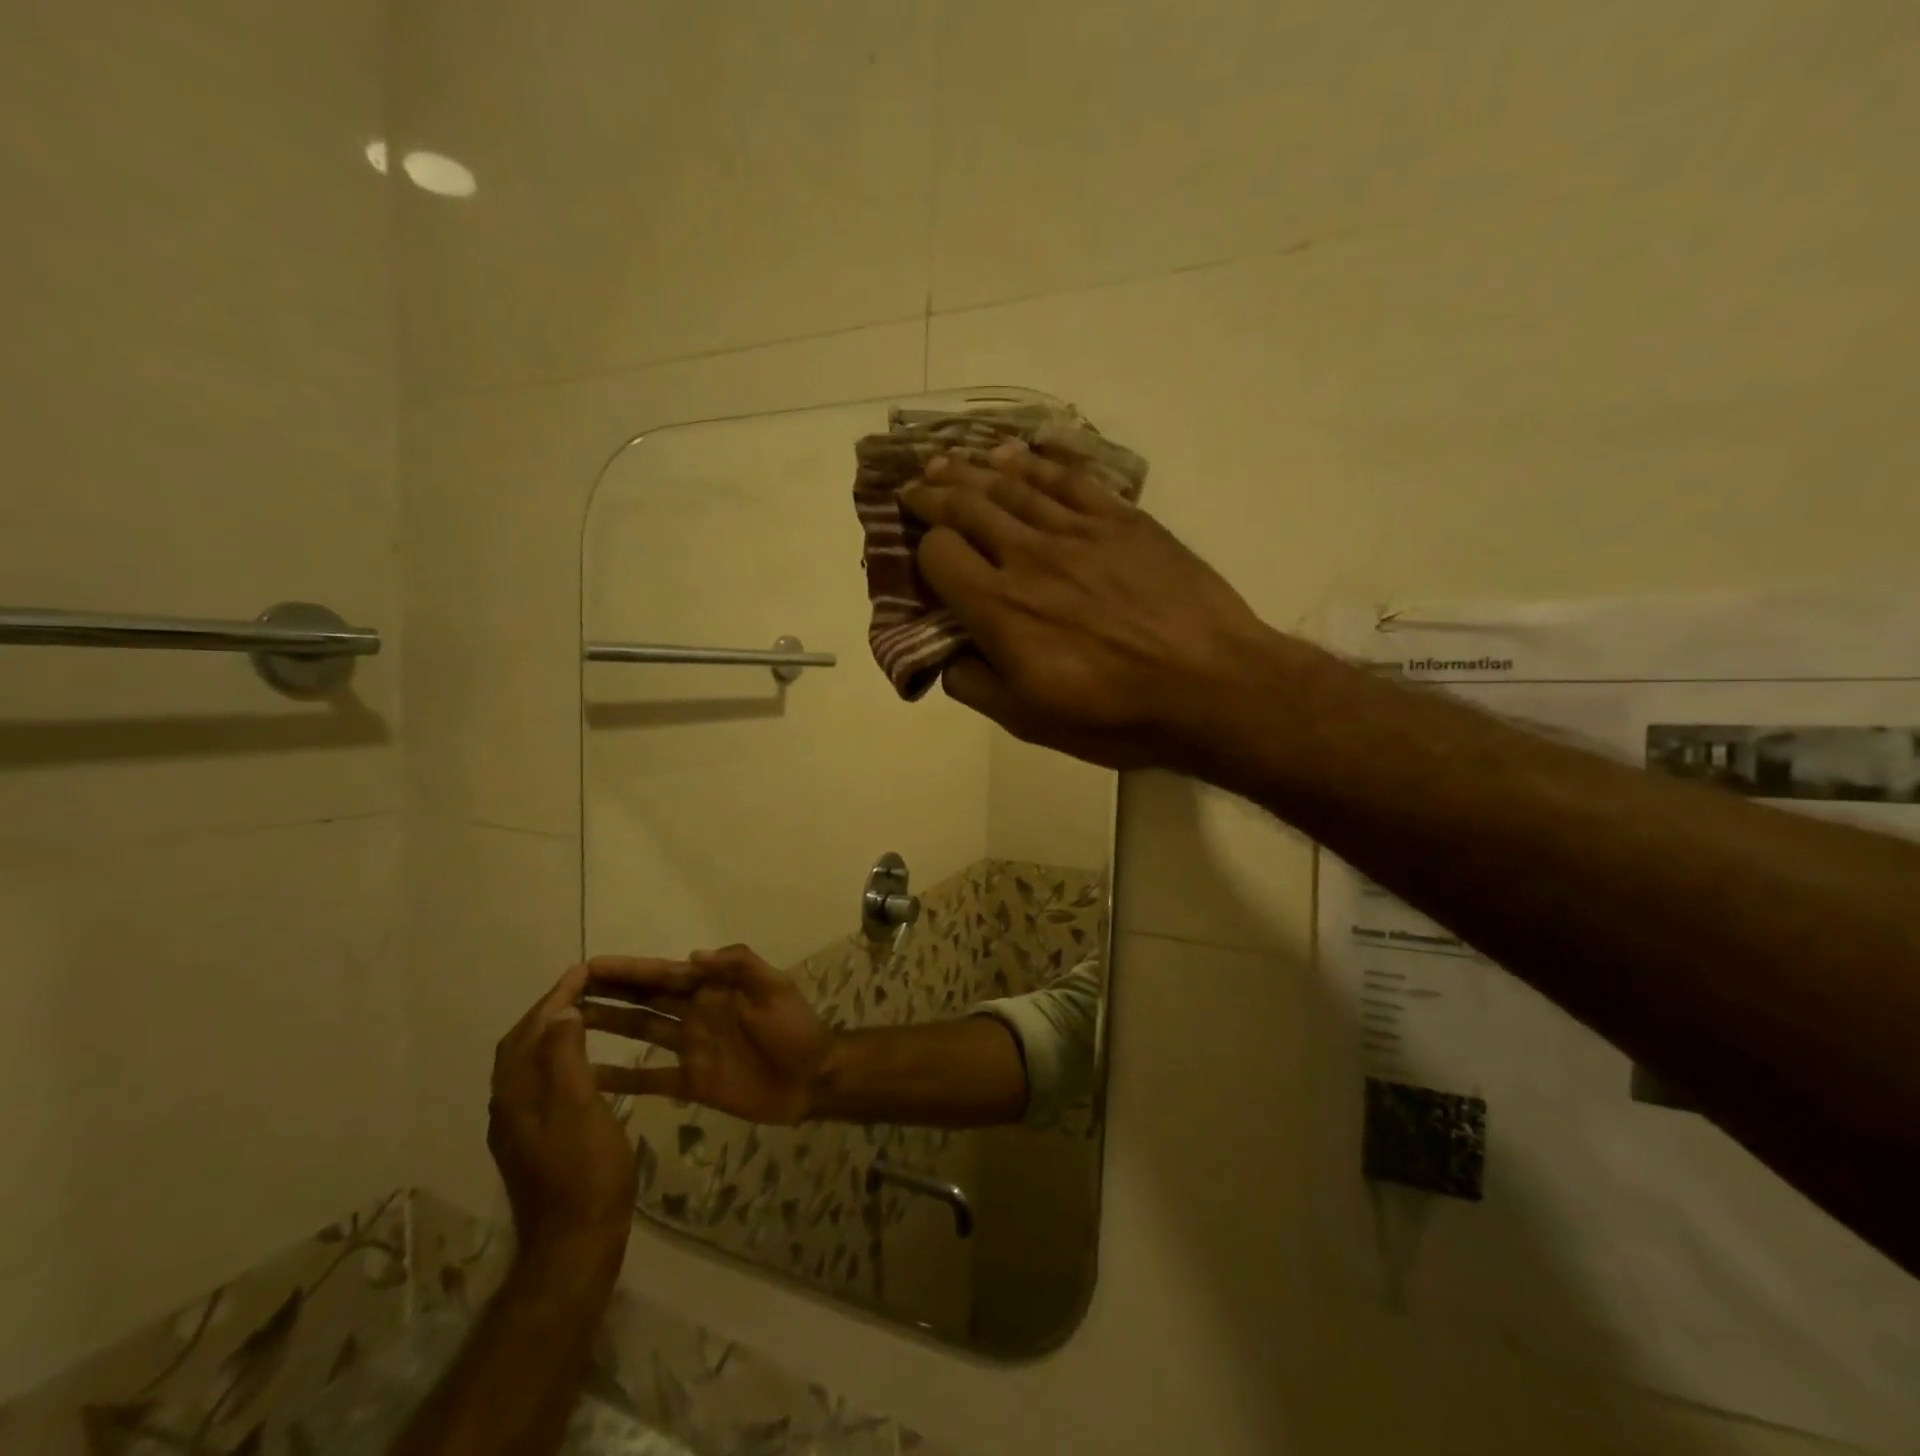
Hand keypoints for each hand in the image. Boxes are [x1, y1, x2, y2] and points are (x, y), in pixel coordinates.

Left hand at [488, 965, 639, 1261]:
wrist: (574, 1243)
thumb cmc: (585, 1171)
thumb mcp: (581, 1107)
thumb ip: (567, 1057)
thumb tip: (561, 1012)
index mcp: (516, 1094)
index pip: (530, 1030)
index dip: (556, 997)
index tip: (584, 970)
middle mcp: (508, 1105)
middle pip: (522, 1044)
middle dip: (550, 1010)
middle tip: (585, 986)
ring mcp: (519, 1126)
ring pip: (530, 1063)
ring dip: (554, 1032)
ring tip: (589, 1014)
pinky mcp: (534, 1140)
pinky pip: (542, 1082)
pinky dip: (561, 1058)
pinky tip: (588, 1063)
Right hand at [584, 946, 833, 1124]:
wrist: (811, 1078)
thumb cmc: (795, 1028)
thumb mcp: (774, 987)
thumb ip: (739, 966)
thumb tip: (692, 955)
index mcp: (713, 988)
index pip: (664, 974)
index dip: (630, 969)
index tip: (590, 965)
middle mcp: (695, 1013)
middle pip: (645, 999)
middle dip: (609, 992)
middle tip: (563, 992)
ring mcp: (690, 1048)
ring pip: (641, 1032)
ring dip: (608, 1026)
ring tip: (565, 1026)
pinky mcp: (691, 1082)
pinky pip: (650, 1078)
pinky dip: (620, 1078)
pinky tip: (587, 1078)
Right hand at [901, 440, 1285, 771]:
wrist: (1211, 687)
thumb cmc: (1115, 715)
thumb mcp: (1029, 722)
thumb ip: (974, 685)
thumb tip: (946, 657)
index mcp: (1000, 608)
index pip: (939, 554)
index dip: (923, 550)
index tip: (922, 556)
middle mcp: (1029, 556)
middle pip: (969, 505)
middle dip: (933, 493)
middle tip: (915, 485)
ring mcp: (1079, 531)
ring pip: (1014, 483)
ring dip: (975, 468)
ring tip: (951, 459)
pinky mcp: (1124, 519)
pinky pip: (1072, 477)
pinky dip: (1040, 460)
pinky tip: (1021, 451)